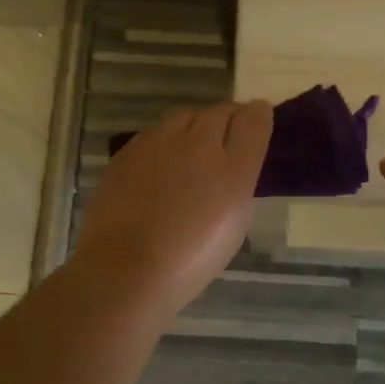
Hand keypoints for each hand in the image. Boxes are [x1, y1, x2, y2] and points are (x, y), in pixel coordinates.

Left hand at [72, 99, 272, 316]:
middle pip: (218, 112)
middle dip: (227, 118)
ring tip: (193, 149)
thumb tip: (237, 160)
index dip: (258, 116)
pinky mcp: (127, 152)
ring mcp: (157, 144)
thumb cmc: (191, 259)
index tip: (258, 119)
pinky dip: (164, 141)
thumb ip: (239, 181)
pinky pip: (154, 134)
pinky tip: (160, 164)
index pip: (252, 121)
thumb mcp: (233, 223)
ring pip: (183, 117)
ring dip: (194, 126)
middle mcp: (197, 144)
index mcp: (232, 168)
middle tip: (228, 136)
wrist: (126, 271)